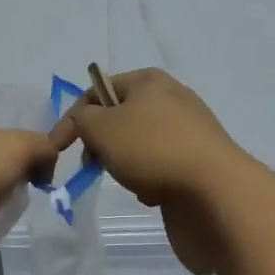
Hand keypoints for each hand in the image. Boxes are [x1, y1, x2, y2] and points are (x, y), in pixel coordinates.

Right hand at [48, 69, 259, 274]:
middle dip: (101, 143)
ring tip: (131, 180)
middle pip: (118, 118)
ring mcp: (188, 132)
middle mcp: (171, 99)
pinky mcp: (198, 162)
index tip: (57, 149)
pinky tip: (153, 193)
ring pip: (137, 146)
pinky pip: (159, 168)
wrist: (216, 192)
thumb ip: (82, 119)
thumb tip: (86, 121)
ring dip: (125, 164)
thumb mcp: (102, 127)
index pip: (96, 90)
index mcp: (148, 81)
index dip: (72, 118)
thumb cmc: (152, 150)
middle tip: (93, 164)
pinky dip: (149, 180)